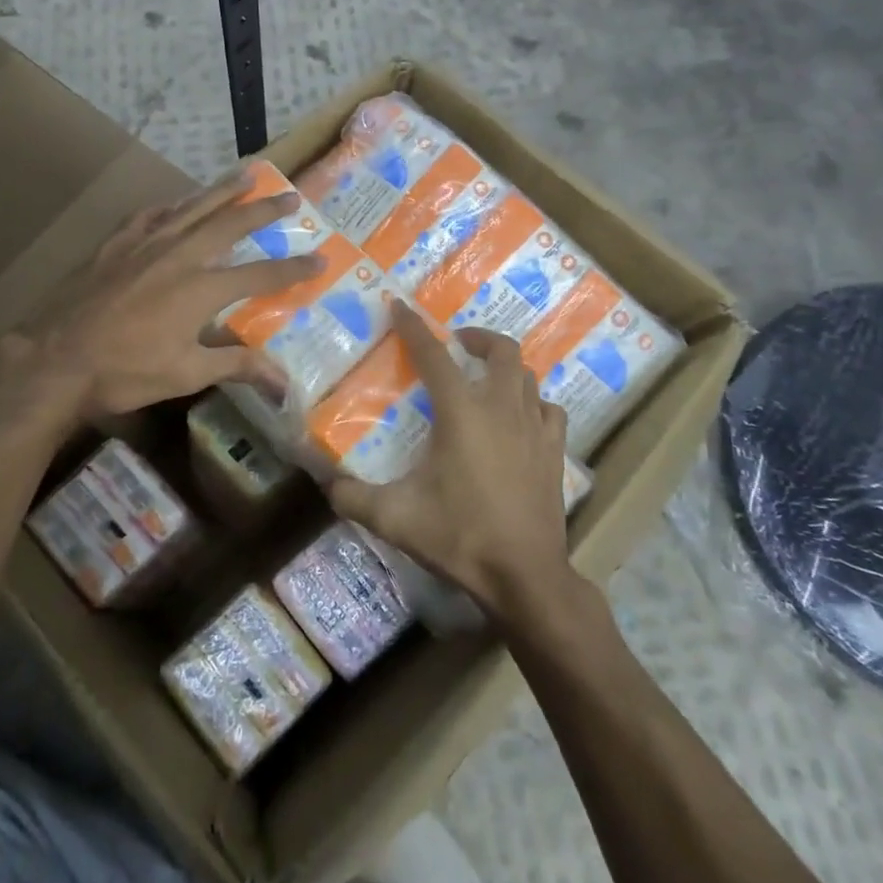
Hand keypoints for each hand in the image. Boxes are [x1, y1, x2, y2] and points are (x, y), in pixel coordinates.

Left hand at [0, 170, 320, 421]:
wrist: (55, 359)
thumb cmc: (125, 372)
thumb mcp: (187, 374)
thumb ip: (238, 367)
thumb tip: (285, 384)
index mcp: (202, 288)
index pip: (261, 273)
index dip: (293, 267)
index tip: (321, 257)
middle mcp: (180, 256)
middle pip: (230, 223)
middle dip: (264, 210)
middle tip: (290, 196)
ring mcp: (145, 245)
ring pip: (191, 208)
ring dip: (222, 191)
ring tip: (246, 175)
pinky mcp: (115, 245)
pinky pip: (148, 216)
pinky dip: (168, 206)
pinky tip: (175, 202)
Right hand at [328, 299, 572, 625]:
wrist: (524, 575)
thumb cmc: (459, 536)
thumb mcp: (395, 518)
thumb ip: (353, 497)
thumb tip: (326, 482)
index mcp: (462, 412)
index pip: (434, 355)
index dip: (414, 327)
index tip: (400, 307)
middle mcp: (502, 408)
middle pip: (502, 350)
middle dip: (478, 338)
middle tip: (457, 344)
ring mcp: (535, 428)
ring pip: (529, 377)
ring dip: (506, 369)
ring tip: (485, 380)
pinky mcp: (556, 452)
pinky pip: (550, 411)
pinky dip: (534, 403)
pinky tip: (521, 418)